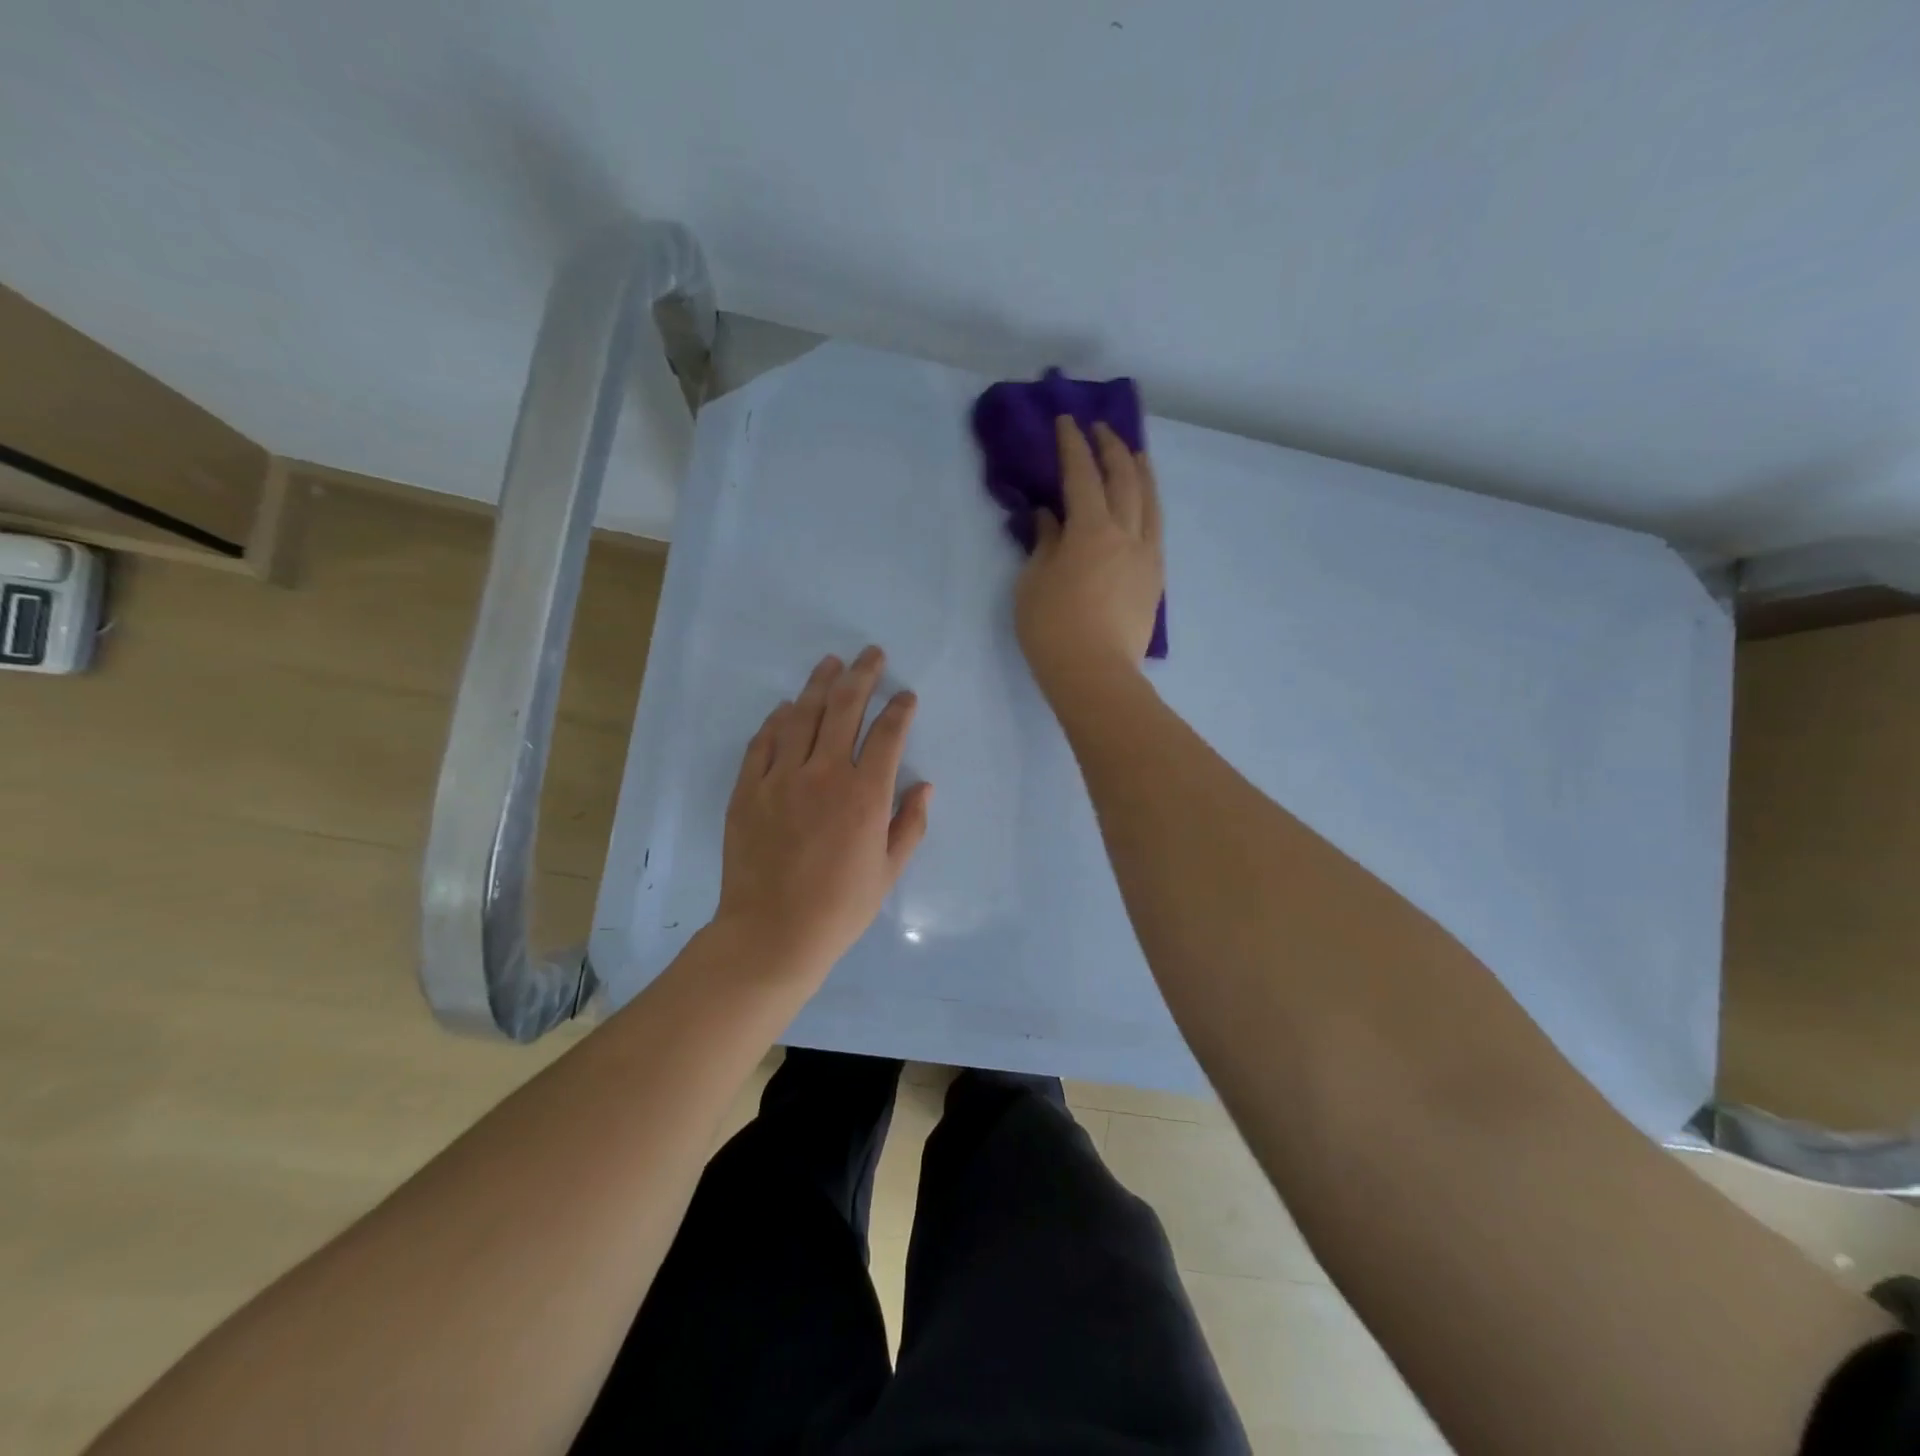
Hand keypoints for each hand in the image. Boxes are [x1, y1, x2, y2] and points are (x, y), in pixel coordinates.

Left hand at [714, 646, 932, 982]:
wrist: (772, 933)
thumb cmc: (840, 907)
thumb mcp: (889, 871)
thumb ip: (910, 824)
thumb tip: (924, 785)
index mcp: (865, 795)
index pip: (887, 735)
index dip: (900, 710)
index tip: (906, 696)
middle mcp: (824, 774)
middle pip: (845, 709)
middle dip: (863, 676)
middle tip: (872, 655)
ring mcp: (781, 778)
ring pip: (802, 715)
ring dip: (820, 684)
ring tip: (831, 663)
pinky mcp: (748, 789)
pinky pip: (763, 742)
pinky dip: (777, 720)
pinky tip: (786, 707)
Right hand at [1015, 416, 1164, 699]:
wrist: (1096, 675)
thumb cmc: (1053, 629)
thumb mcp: (1033, 583)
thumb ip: (1045, 543)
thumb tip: (1050, 518)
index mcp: (1091, 530)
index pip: (1082, 475)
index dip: (1073, 445)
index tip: (1067, 422)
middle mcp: (1126, 534)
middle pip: (1124, 479)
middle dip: (1111, 449)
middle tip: (1100, 430)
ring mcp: (1146, 555)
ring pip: (1150, 501)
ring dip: (1140, 471)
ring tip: (1134, 454)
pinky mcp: (1155, 578)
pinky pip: (1155, 529)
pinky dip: (1149, 505)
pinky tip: (1144, 504)